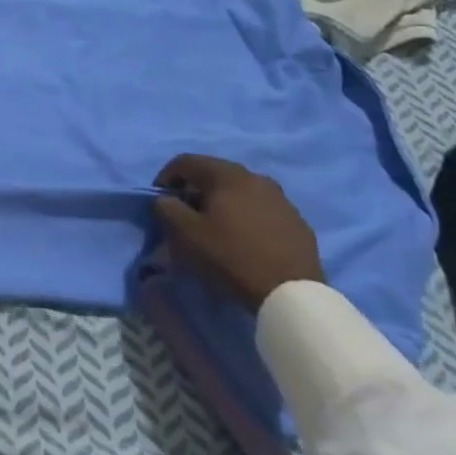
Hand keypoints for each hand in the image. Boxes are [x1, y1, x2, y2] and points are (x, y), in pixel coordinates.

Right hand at [151, 155, 322, 310]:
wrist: (290, 293)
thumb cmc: (231, 256)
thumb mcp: (186, 233)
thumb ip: (167, 208)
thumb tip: (165, 199)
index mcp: (228, 175)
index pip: (187, 161)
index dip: (166, 176)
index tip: (159, 199)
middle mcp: (256, 178)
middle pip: (215, 174)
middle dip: (195, 190)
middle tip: (185, 213)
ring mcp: (281, 199)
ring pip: (241, 191)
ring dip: (222, 202)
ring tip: (215, 227)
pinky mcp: (296, 221)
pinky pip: (262, 209)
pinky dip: (245, 216)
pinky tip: (244, 239)